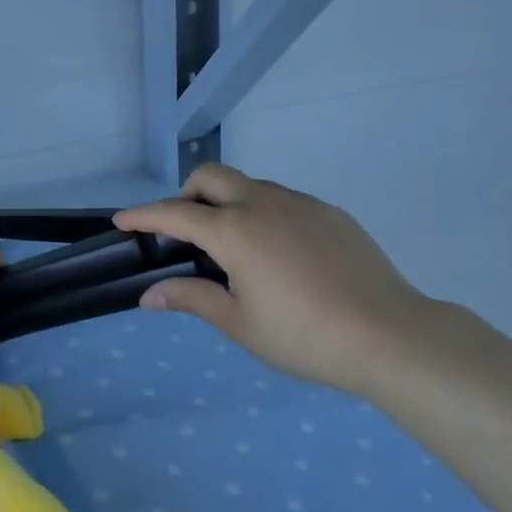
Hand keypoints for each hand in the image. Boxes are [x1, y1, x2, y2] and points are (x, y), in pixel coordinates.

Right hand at [114, 164, 439, 390]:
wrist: (389, 334)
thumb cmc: (303, 335)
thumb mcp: (239, 323)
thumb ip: (192, 299)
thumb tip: (150, 295)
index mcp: (234, 231)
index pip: (175, 212)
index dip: (144, 215)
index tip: (122, 220)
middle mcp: (263, 203)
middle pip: (211, 176)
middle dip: (187, 193)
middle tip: (184, 230)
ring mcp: (300, 203)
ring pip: (250, 184)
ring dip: (227, 201)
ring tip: (234, 245)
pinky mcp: (330, 212)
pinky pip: (283, 199)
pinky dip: (263, 211)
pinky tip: (279, 252)